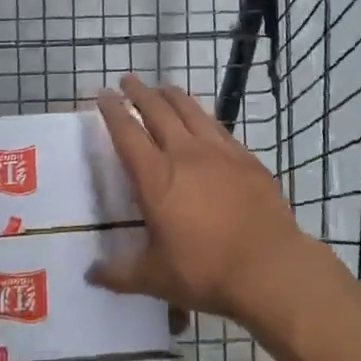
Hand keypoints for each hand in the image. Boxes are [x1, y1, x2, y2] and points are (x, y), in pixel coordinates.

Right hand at [88, 75, 311, 328]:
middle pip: (157, 110)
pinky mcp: (245, 157)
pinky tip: (203, 117)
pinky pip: (218, 126)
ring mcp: (218, 151)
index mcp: (155, 177)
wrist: (270, 267)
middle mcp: (184, 153)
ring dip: (172, 95)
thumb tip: (90, 275)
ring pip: (190, 110)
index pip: (127, 133)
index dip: (112, 111)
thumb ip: (119, 274)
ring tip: (162, 87)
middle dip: (139, 92)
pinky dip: (203, 114)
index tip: (103, 94)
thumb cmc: (206, 272)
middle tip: (128, 80)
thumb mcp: (155, 279)